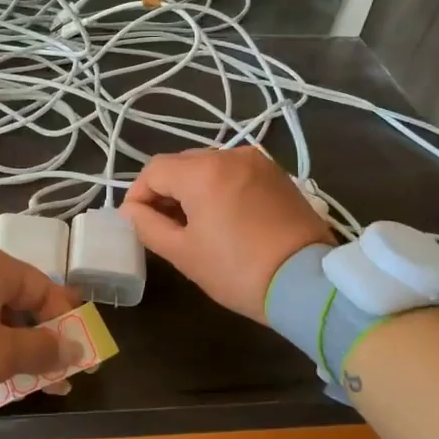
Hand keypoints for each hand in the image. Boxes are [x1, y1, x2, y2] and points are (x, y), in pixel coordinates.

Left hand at [0, 245, 84, 414]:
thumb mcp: (0, 354)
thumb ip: (42, 349)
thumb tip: (73, 346)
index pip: (43, 287)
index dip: (66, 321)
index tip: (81, 356)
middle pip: (17, 303)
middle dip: (40, 342)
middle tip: (58, 379)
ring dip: (13, 352)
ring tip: (27, 387)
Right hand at [120, 147, 332, 320]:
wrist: (308, 284)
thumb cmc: (238, 270)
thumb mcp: (184, 253)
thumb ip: (148, 226)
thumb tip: (130, 211)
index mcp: (203, 171)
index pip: (154, 171)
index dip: (138, 194)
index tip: (135, 222)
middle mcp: (230, 155)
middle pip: (181, 164)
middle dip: (165, 190)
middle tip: (161, 225)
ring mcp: (258, 162)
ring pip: (209, 167)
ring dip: (193, 188)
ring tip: (193, 223)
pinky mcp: (278, 175)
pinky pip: (235, 173)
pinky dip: (220, 188)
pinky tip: (222, 217)